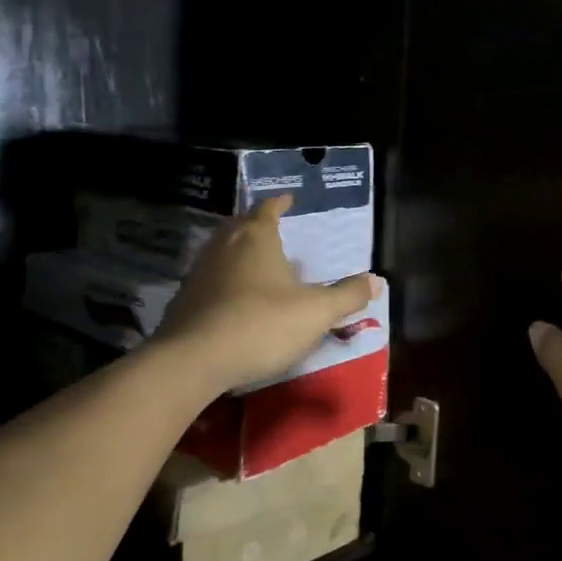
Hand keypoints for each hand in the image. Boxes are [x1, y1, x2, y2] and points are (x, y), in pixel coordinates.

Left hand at [155, 194, 381, 396]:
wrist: (192, 360)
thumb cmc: (261, 324)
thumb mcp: (316, 312)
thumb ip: (347, 295)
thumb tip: (378, 281)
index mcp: (256, 237)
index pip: (268, 208)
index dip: (280, 202)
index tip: (288, 199)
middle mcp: (224, 245)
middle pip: (240, 224)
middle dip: (257, 223)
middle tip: (273, 228)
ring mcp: (199, 271)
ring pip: (221, 250)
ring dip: (238, 251)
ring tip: (256, 262)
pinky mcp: (183, 300)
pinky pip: (209, 279)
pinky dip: (223, 280)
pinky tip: (233, 298)